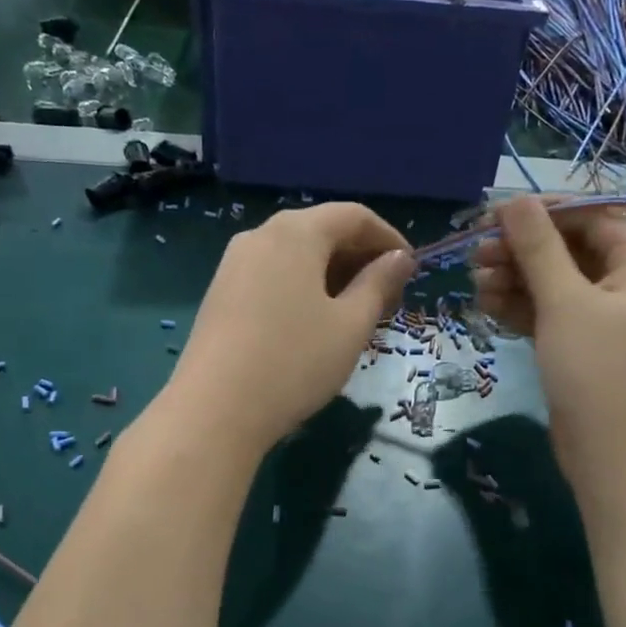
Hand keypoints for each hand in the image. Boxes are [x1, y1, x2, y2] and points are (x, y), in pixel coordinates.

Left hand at [164, 203, 413, 457]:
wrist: (214, 411)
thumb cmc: (294, 362)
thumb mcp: (350, 325)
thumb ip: (379, 284)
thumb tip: (399, 258)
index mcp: (296, 232)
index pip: (354, 216)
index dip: (388, 238)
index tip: (410, 271)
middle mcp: (260, 235)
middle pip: (322, 231)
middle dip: (360, 258)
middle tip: (387, 299)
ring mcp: (234, 264)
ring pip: (296, 255)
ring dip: (333, 275)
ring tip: (355, 314)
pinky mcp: (221, 293)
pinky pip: (273, 275)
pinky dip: (303, 287)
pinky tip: (315, 323)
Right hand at [472, 196, 625, 492]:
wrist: (618, 459)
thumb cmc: (600, 371)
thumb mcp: (565, 302)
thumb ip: (538, 247)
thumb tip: (513, 199)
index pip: (589, 218)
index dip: (541, 214)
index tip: (491, 218)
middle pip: (569, 251)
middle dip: (522, 251)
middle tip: (475, 255)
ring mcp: (607, 321)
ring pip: (556, 285)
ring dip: (516, 280)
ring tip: (475, 283)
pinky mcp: (585, 350)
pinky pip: (552, 316)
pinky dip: (522, 309)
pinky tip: (487, 306)